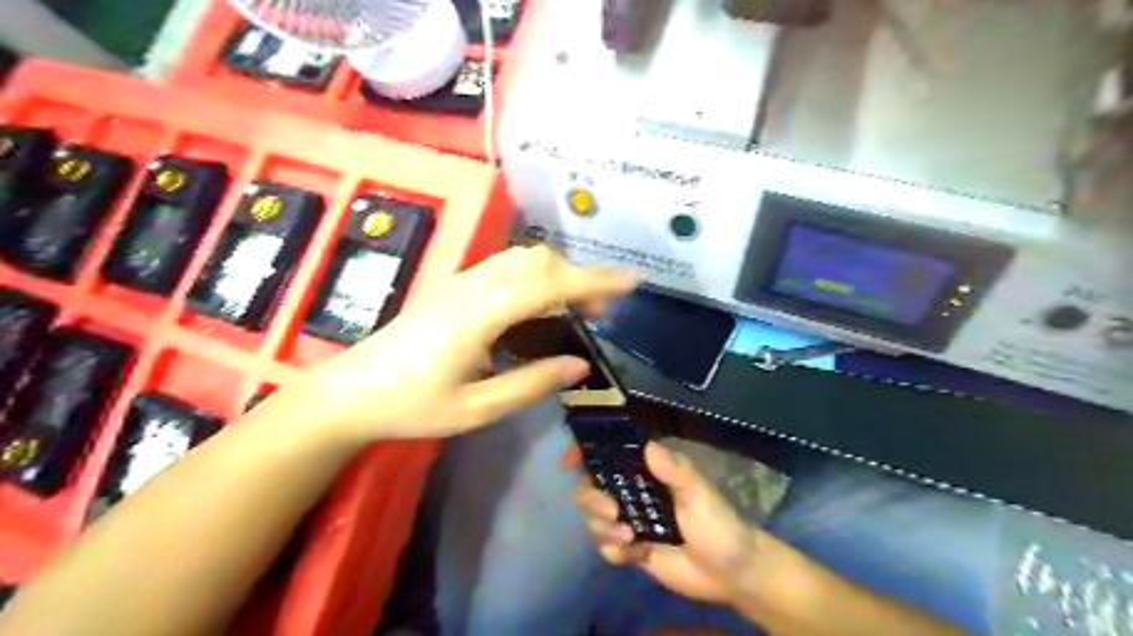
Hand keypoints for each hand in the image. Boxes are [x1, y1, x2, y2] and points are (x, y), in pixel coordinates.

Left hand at [289, 244, 635, 441]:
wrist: (353, 391)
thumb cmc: (413, 406)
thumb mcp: (477, 408)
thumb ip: (532, 384)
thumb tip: (582, 366)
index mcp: (479, 314)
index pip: (548, 284)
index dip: (593, 280)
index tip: (632, 281)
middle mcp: (473, 286)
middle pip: (539, 261)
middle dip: (582, 277)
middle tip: (605, 311)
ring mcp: (461, 281)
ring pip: (523, 258)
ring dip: (560, 274)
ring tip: (581, 308)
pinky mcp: (456, 286)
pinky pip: (507, 267)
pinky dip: (538, 277)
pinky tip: (543, 305)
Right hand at [577, 443, 760, 605]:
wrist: (730, 574)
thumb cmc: (719, 525)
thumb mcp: (700, 495)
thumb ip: (676, 472)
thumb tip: (648, 445)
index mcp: (648, 472)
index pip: (610, 455)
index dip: (585, 454)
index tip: (568, 461)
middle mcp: (633, 492)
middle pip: (590, 487)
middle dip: (591, 499)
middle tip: (613, 512)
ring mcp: (629, 520)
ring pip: (593, 517)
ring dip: (603, 527)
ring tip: (631, 538)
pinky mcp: (630, 549)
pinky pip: (605, 547)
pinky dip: (614, 551)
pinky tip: (635, 555)